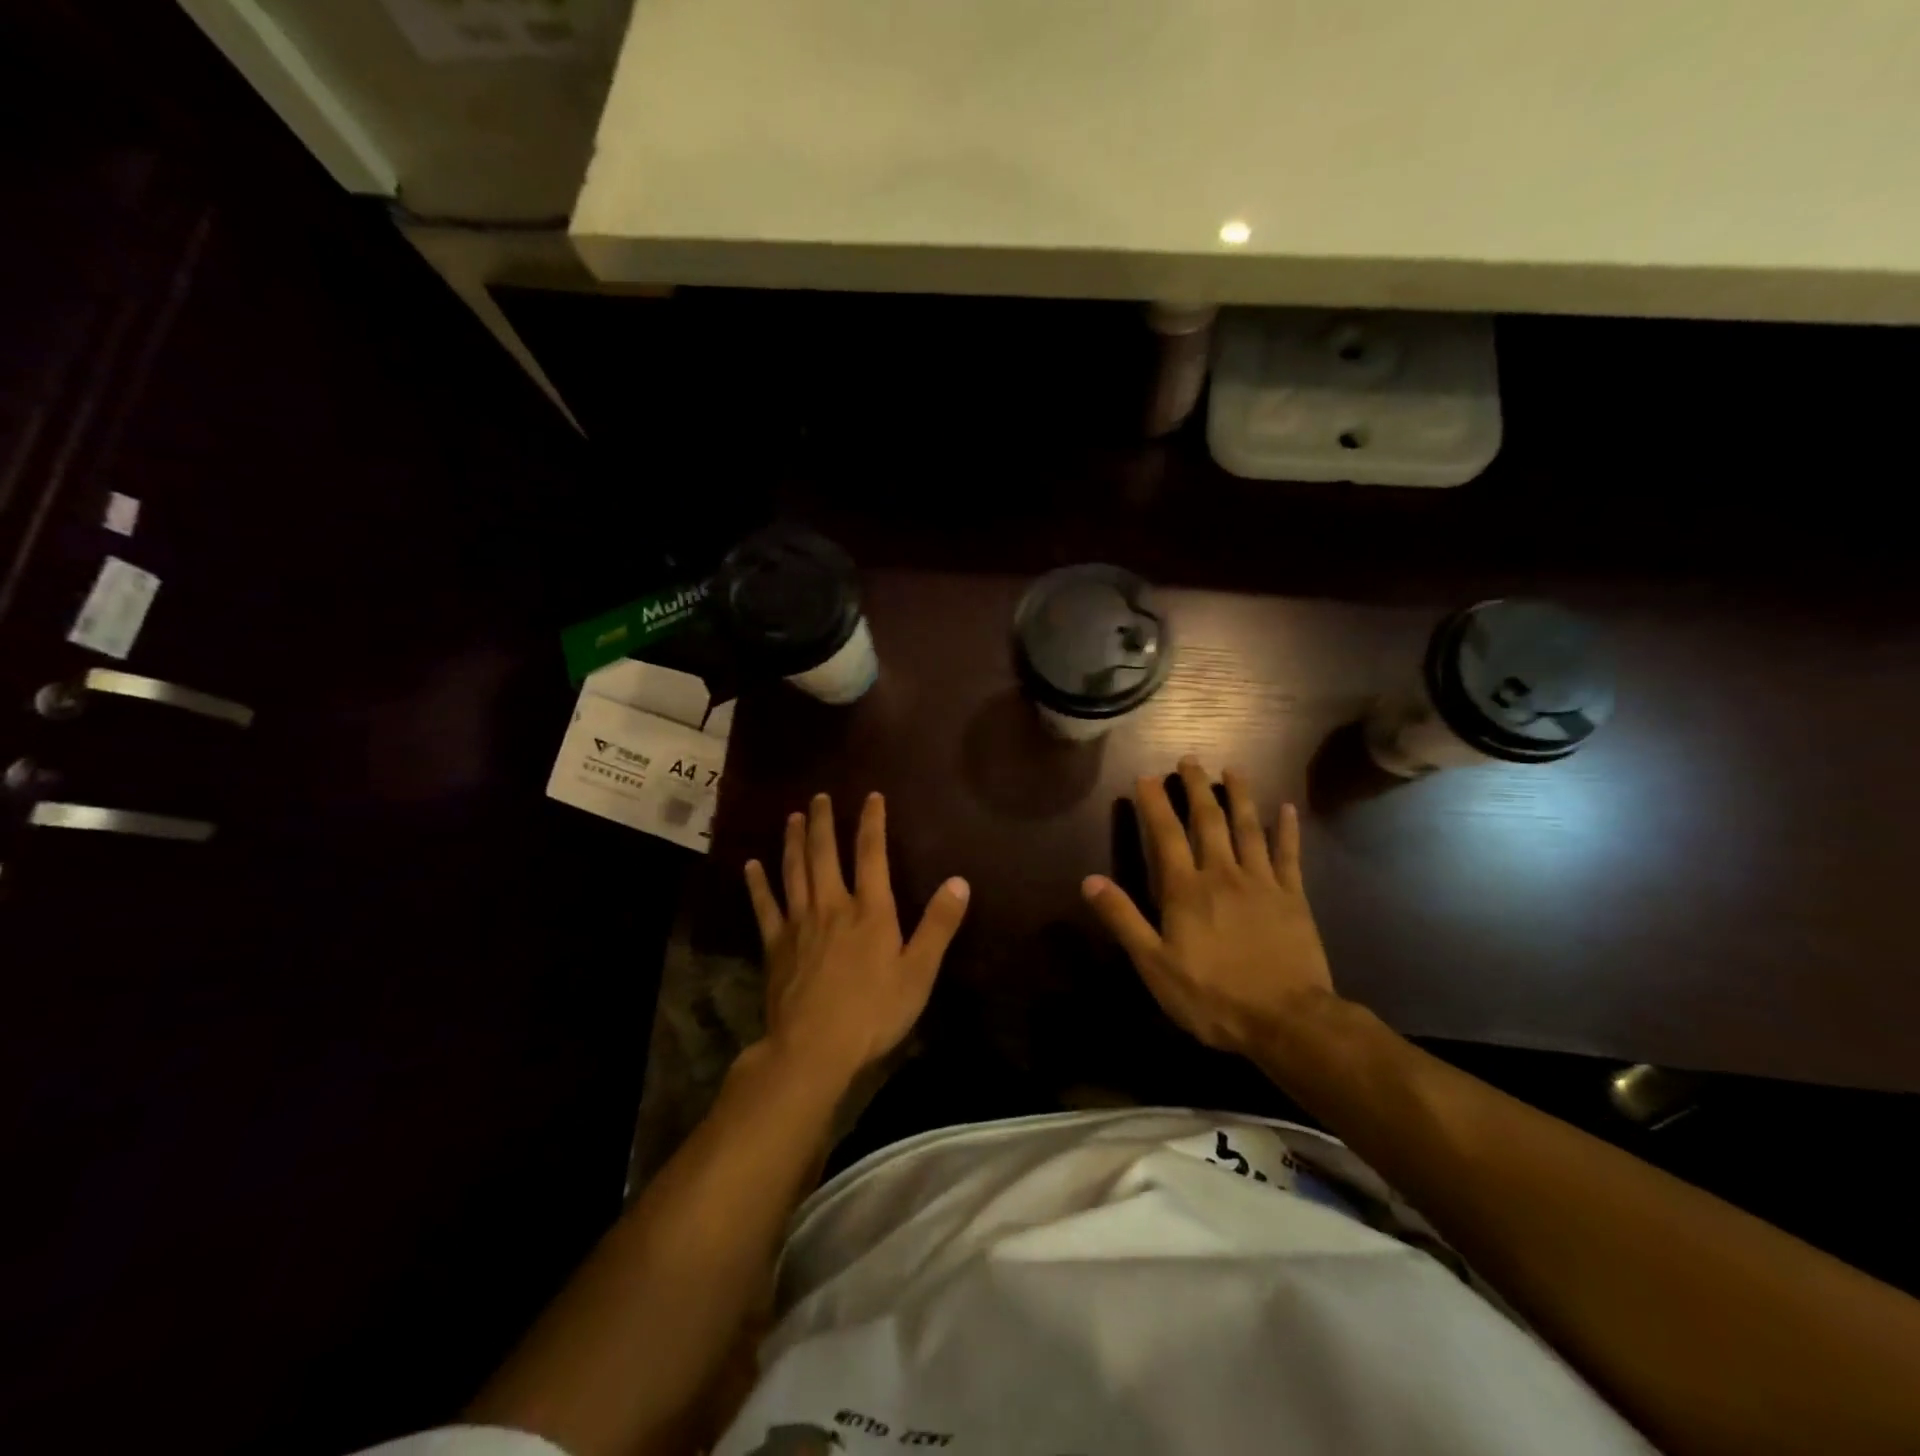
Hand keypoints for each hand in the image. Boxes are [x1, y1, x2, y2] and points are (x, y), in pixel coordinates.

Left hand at [743, 792, 970, 1084]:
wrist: (814, 1048)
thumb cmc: (873, 1011)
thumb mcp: (919, 972)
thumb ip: (939, 925)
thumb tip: (959, 881)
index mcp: (870, 911)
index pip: (872, 854)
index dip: (872, 823)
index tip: (871, 797)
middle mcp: (832, 906)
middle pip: (825, 855)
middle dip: (823, 823)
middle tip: (819, 797)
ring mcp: (799, 924)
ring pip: (794, 872)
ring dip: (793, 842)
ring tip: (792, 818)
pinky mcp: (775, 945)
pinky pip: (764, 907)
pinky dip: (757, 885)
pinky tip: (751, 866)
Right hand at [1083, 757, 1335, 1057]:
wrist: (1286, 1020)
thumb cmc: (1212, 995)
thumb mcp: (1154, 965)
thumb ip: (1123, 919)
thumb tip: (1089, 881)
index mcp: (1186, 889)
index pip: (1166, 834)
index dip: (1155, 803)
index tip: (1147, 776)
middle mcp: (1222, 874)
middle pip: (1208, 820)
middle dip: (1197, 787)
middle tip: (1190, 758)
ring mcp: (1261, 882)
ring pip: (1248, 827)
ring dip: (1239, 795)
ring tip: (1232, 769)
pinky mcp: (1293, 897)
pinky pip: (1288, 854)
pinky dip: (1287, 830)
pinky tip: (1286, 809)